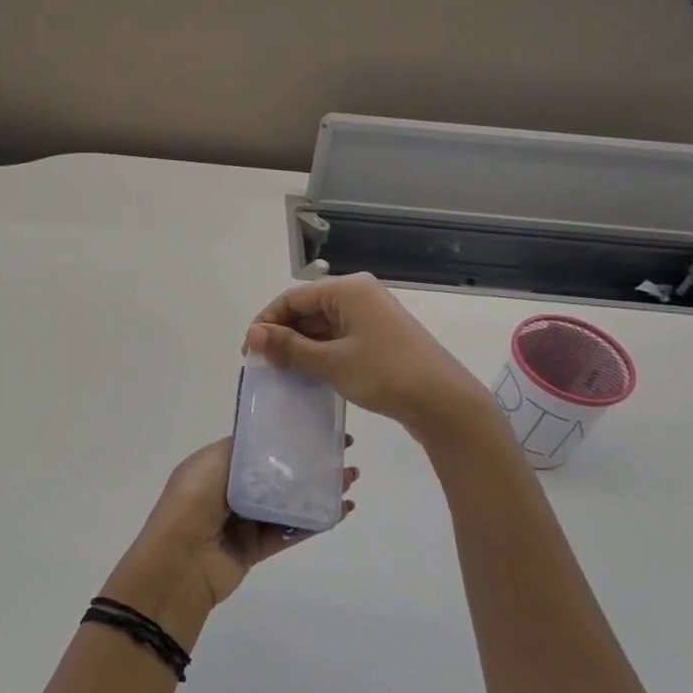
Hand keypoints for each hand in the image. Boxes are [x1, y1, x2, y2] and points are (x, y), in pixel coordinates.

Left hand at [103, 438, 357, 645]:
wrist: (179, 562)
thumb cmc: (193, 501)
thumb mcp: (213, 461)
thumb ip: (245, 450)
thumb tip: (274, 442)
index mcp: (216, 466)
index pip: (258, 448)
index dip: (289, 439)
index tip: (321, 429)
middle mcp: (230, 491)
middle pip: (278, 475)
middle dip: (310, 464)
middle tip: (344, 454)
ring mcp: (244, 521)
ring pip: (288, 503)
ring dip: (319, 491)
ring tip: (350, 480)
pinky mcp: (255, 549)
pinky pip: (290, 532)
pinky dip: (315, 522)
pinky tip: (340, 511)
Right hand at [244, 273, 492, 441]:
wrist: (443, 402)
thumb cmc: (384, 374)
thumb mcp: (330, 362)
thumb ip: (289, 347)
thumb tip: (253, 336)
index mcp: (348, 290)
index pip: (292, 298)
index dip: (266, 322)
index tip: (249, 353)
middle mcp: (359, 296)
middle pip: (307, 310)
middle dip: (282, 336)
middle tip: (263, 367)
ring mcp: (371, 318)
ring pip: (321, 327)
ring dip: (300, 348)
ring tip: (281, 374)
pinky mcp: (378, 339)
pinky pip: (338, 339)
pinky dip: (319, 355)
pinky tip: (307, 376)